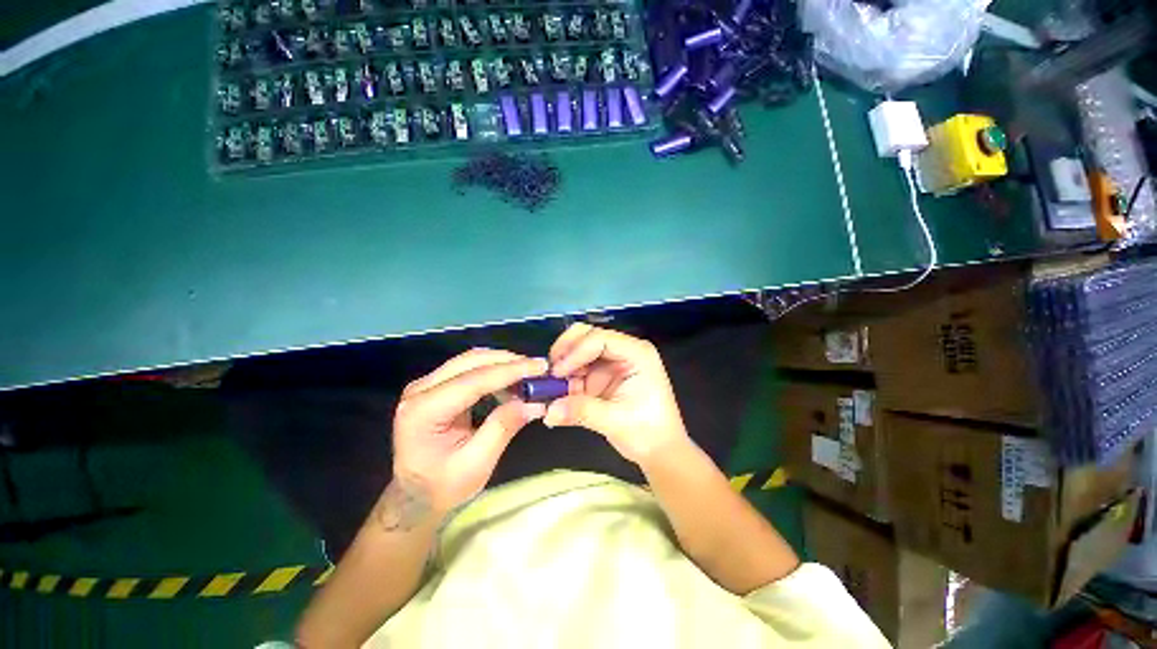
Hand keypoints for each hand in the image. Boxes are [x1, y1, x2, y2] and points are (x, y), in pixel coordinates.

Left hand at [389, 349, 548, 518]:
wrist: (412, 496)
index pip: (474, 380)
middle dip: (509, 362)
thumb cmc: (441, 488)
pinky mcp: (436, 386)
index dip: (510, 371)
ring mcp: (427, 384)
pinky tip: (511, 383)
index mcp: (423, 411)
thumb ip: (503, 428)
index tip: (541, 367)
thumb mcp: (476, 465)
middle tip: (540, 369)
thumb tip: (534, 403)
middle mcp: (421, 390)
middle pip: (471, 361)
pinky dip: (494, 371)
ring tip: (529, 377)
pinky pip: (469, 368)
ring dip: (503, 364)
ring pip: (471, 360)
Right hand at [543, 323, 689, 465]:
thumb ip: (582, 411)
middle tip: (549, 372)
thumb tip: (549, 411)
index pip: (600, 339)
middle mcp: (623, 351)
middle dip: (565, 351)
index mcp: (636, 353)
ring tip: (550, 386)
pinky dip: (565, 379)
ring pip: (578, 350)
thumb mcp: (616, 421)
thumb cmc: (648, 433)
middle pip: (587, 335)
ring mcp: (611, 363)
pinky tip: (557, 394)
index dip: (575, 352)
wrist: (659, 451)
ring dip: (562, 366)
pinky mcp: (601, 376)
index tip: (558, 373)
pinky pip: (577, 369)